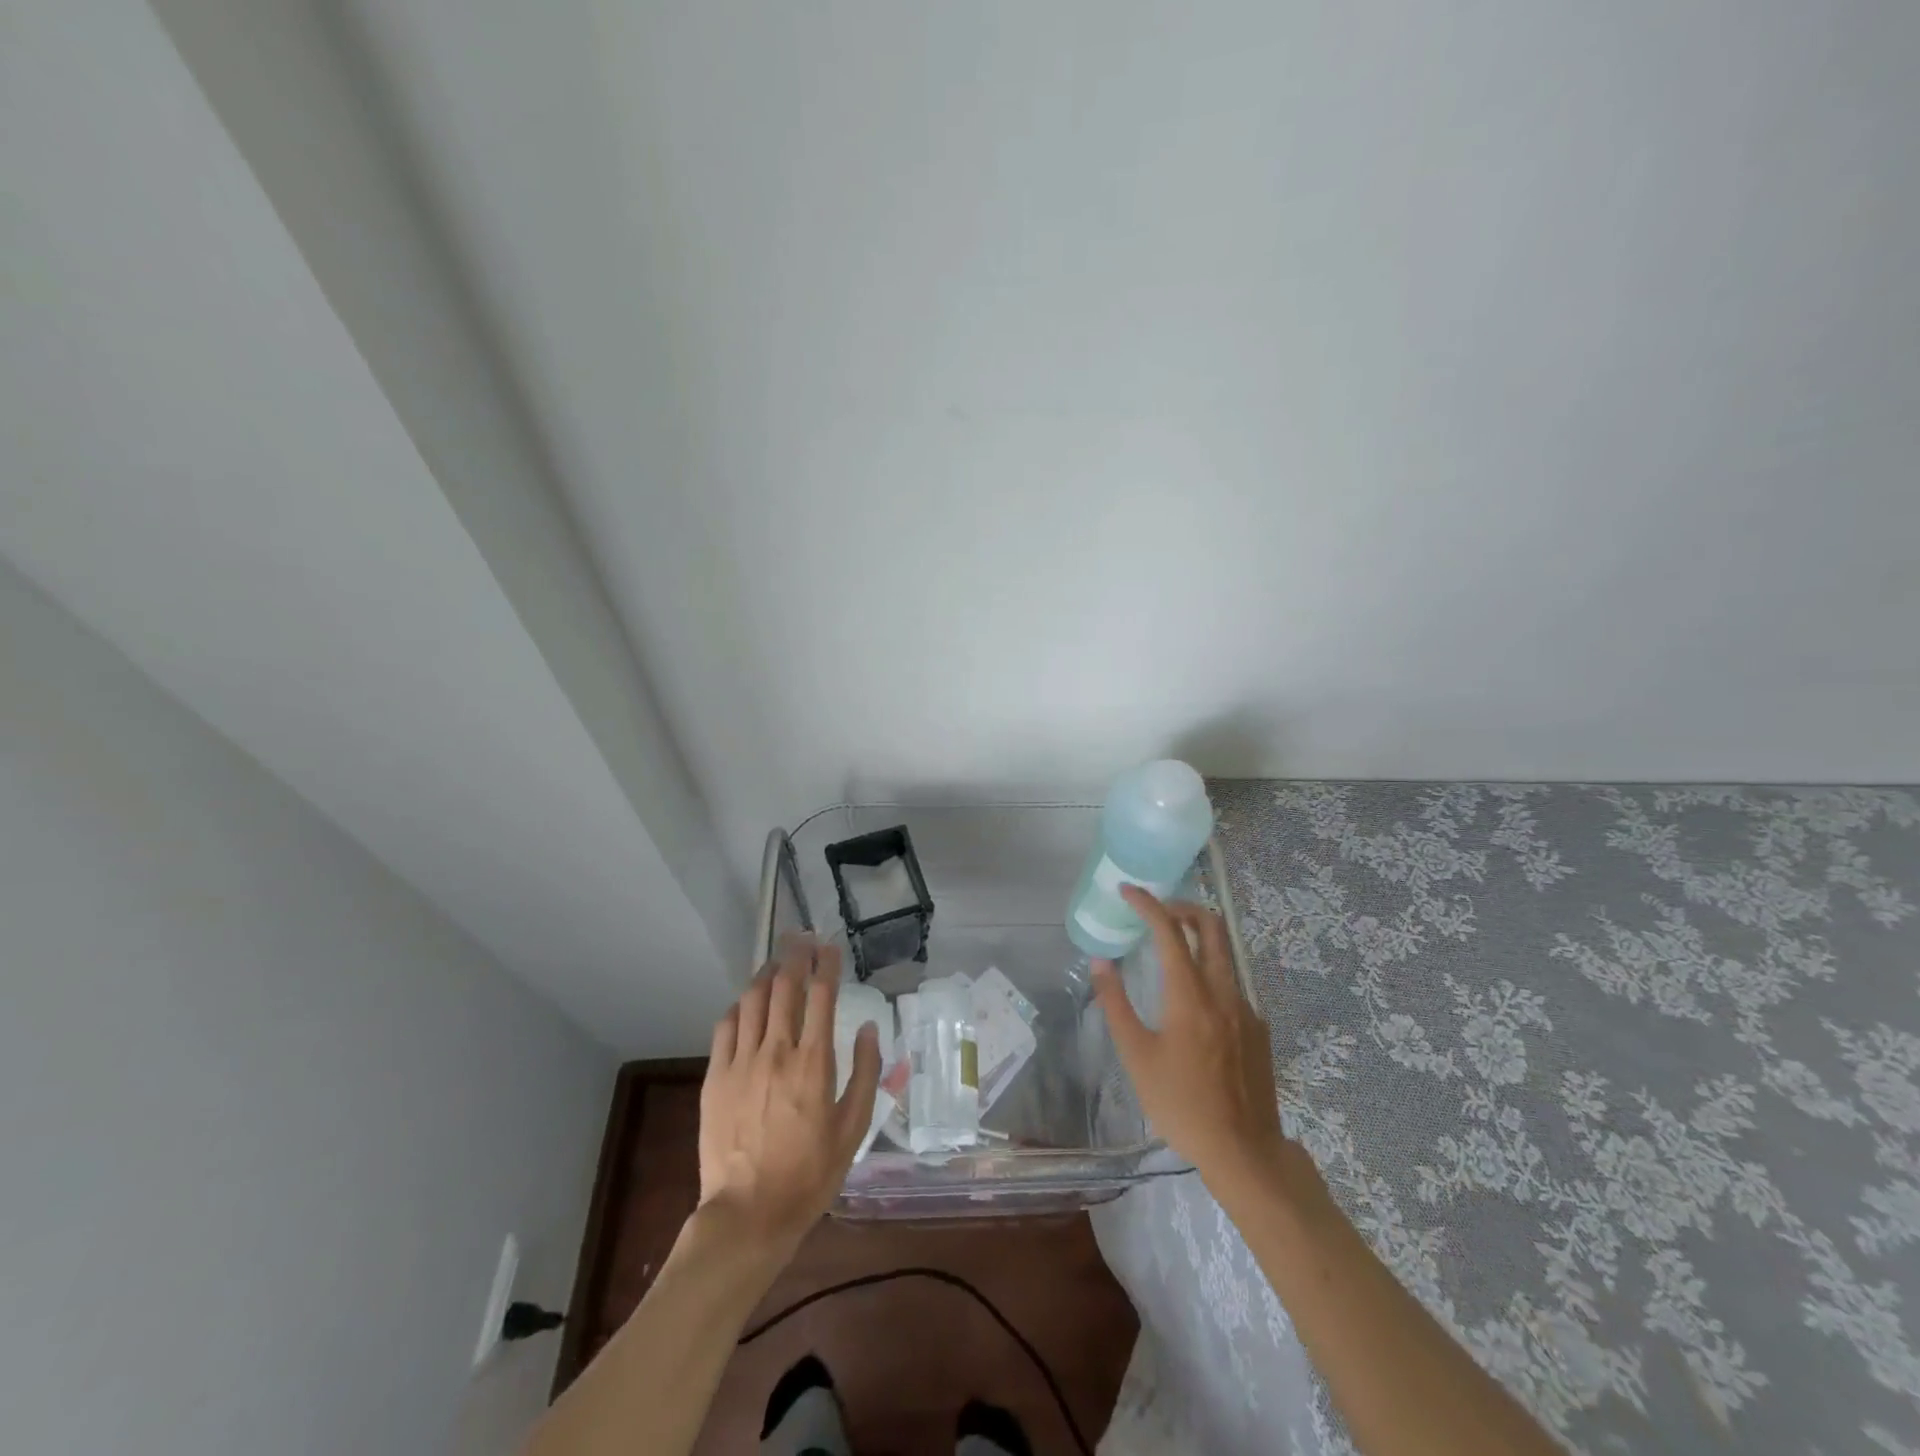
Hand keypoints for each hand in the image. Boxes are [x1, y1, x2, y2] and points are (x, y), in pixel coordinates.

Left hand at [698, 936, 880, 1252]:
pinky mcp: (716, 1077)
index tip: (830, 946)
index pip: (822, 995)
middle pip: (785, 986)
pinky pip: (726, 1026)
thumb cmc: (810, 1174)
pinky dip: (740, 1006)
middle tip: (802, 937)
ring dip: (767, 973)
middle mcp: (777, 1051)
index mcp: (814, 1063)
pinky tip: (747, 1003)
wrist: (748, 1214)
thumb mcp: (853, 1129)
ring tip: (776, 961)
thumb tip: (868, 1028)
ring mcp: (742, 1062)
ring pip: (753, 999)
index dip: (827, 964)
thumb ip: (864, 1073)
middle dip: (795, 954)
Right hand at [1092, 885, 1286, 1192]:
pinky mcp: (1259, 1028)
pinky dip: (1210, 973)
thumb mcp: (1136, 1055)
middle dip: (1184, 907)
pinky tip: (1193, 1003)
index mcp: (1190, 995)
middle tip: (1157, 910)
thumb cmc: (1180, 1103)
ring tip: (1170, 948)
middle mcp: (1223, 991)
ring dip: (1198, 937)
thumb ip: (1115, 1003)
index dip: (1148, 904)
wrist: (1243, 1150)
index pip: (1169, 931)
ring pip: (1225, 953)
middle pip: (1212, 926)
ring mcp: (1247, 1008)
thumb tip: (1100, 962)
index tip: (1128, 891)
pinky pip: (1232, 984)